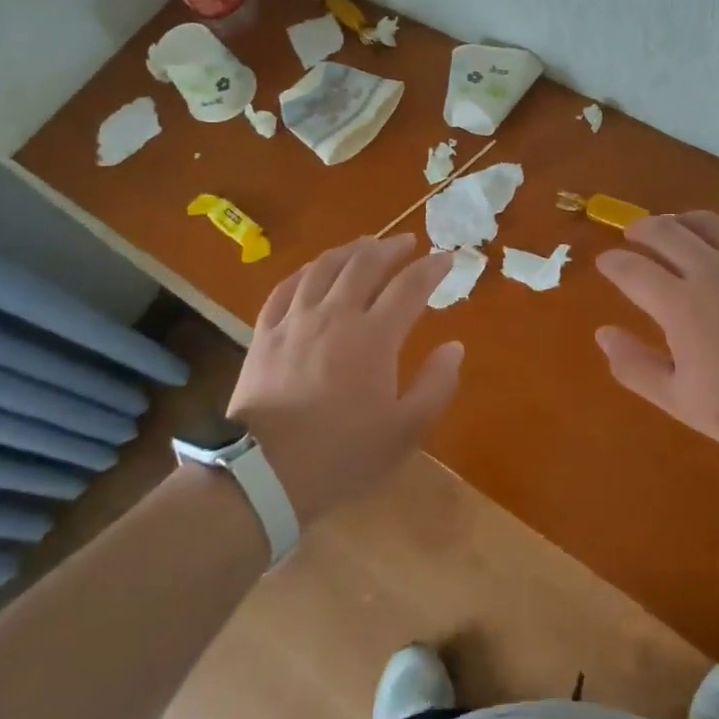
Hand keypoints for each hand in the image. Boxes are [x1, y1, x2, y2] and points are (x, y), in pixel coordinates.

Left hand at [227, 235, 461, 525]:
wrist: (264, 476)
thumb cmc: (342, 455)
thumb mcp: (404, 431)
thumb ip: (436, 385)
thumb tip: (454, 347)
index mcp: (374, 336)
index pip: (410, 286)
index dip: (432, 268)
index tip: (447, 259)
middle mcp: (336, 315)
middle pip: (366, 264)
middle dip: (392, 247)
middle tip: (408, 242)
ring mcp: (296, 320)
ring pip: (325, 267)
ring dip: (351, 250)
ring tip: (366, 244)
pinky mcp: (265, 333)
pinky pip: (287, 287)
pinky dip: (307, 270)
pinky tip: (315, 270)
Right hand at [595, 212, 718, 464]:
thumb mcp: (682, 401)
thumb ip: (636, 366)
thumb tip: (603, 333)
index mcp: (682, 305)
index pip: (633, 270)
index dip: (613, 263)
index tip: (605, 262)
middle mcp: (712, 271)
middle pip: (665, 231)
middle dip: (641, 229)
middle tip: (632, 235)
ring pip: (706, 222)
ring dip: (679, 221)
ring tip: (672, 228)